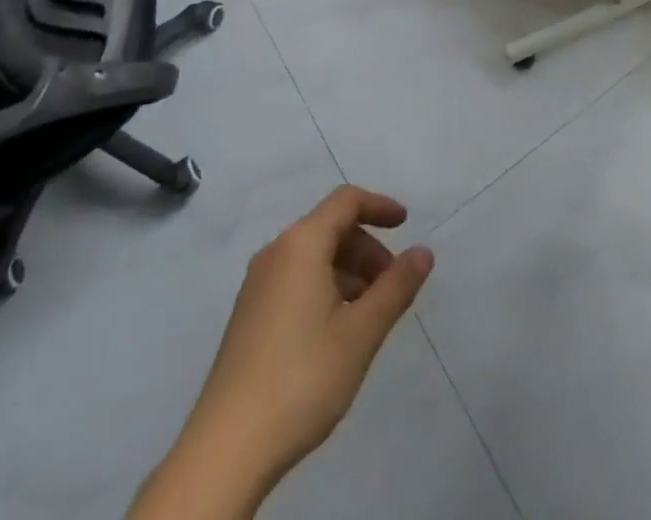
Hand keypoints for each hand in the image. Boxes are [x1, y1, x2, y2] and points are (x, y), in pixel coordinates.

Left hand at [133, 187, 432, 518]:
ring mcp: (257, 285)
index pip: (346, 201)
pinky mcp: (249, 315)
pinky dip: (326, 286)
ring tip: (370, 312)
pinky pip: (296, 278)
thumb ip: (396, 287)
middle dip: (367, 247)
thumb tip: (424, 252)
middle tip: (392, 284)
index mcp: (301, 244)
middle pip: (330, 228)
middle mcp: (276, 253)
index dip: (379, 206)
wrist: (226, 449)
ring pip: (313, 256)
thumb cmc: (302, 378)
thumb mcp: (361, 333)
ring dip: (348, 270)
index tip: (406, 224)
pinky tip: (337, 329)